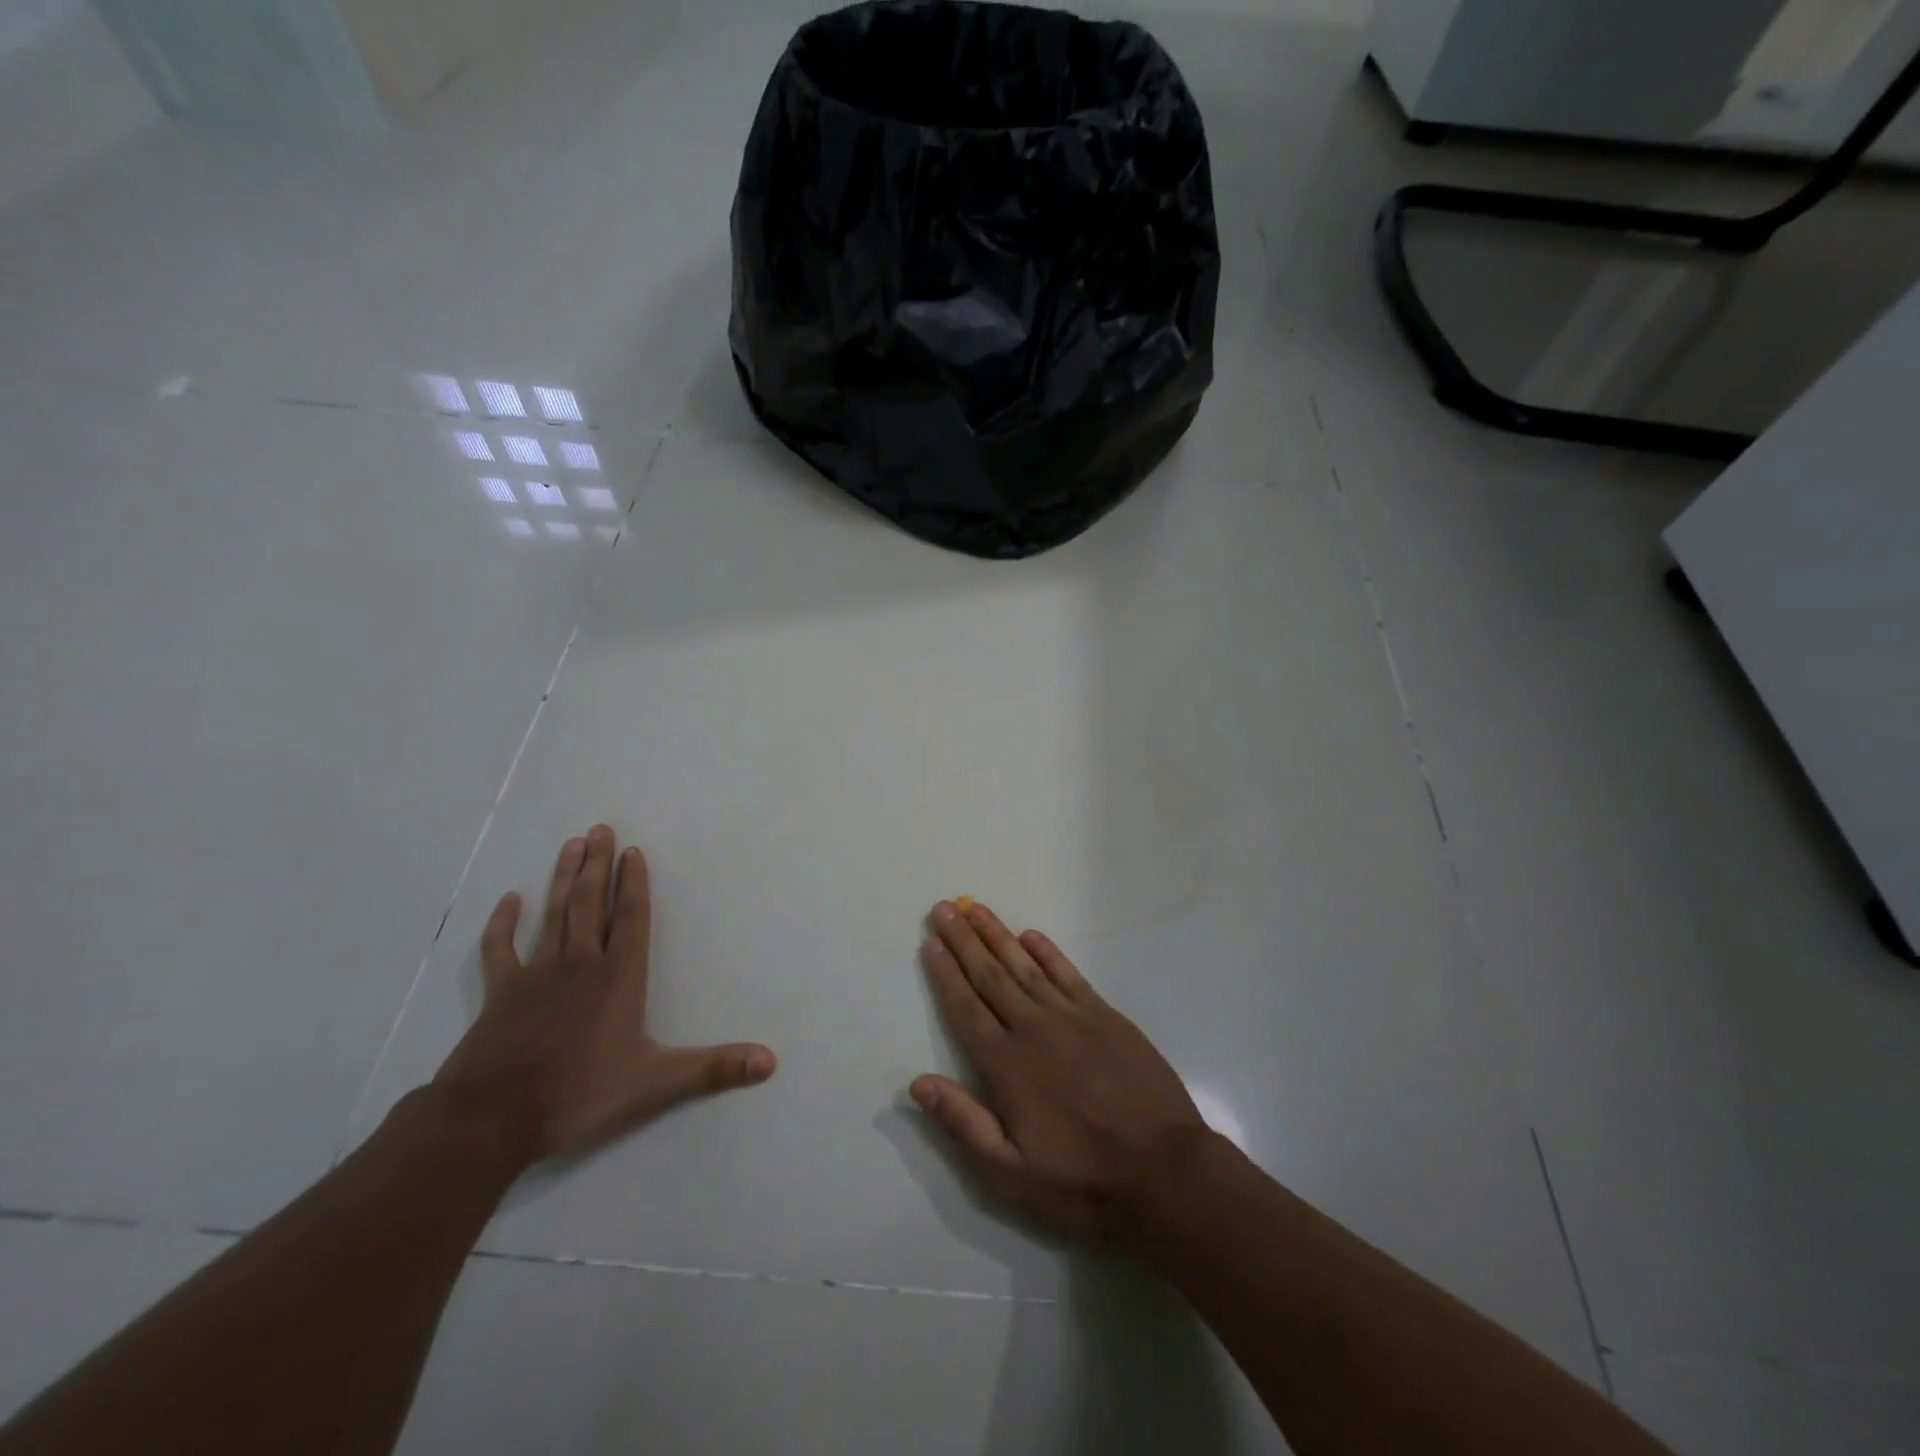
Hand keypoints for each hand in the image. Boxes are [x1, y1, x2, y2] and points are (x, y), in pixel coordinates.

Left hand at [432, 826, 775, 1166]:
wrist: (491, 1119)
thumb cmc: (579, 1095)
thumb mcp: (656, 1084)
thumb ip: (714, 1069)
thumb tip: (770, 1062)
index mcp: (618, 978)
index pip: (631, 918)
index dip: (634, 883)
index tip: (632, 851)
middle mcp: (580, 964)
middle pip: (590, 903)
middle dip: (597, 865)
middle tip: (599, 829)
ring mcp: (536, 975)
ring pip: (554, 914)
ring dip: (563, 878)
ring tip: (571, 844)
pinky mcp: (500, 993)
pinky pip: (500, 949)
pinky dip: (504, 922)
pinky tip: (511, 899)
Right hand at [910, 900, 1208, 1243]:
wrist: (1166, 1172)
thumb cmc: (1083, 1182)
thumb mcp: (1012, 1175)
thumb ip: (964, 1124)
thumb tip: (917, 1083)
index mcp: (1007, 1066)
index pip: (966, 1008)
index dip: (945, 974)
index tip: (930, 942)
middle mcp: (1034, 1029)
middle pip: (990, 976)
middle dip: (964, 941)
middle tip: (944, 909)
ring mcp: (1073, 1017)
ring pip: (1025, 966)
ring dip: (998, 935)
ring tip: (975, 909)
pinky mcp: (1106, 1016)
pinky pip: (1069, 973)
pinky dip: (1048, 952)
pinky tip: (1031, 936)